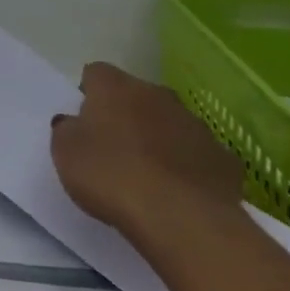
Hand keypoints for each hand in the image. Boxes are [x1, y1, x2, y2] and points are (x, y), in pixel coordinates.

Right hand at [50, 63, 243, 238]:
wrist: (181, 217)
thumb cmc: (111, 175)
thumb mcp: (65, 152)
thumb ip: (68, 130)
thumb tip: (75, 123)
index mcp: (116, 88)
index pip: (96, 73)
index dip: (88, 94)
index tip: (83, 121)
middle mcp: (158, 95)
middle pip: (136, 96)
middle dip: (125, 115)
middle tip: (112, 149)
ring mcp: (196, 125)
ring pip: (170, 123)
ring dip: (158, 139)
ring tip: (146, 175)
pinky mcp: (224, 158)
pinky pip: (198, 155)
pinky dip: (188, 167)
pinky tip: (178, 193)